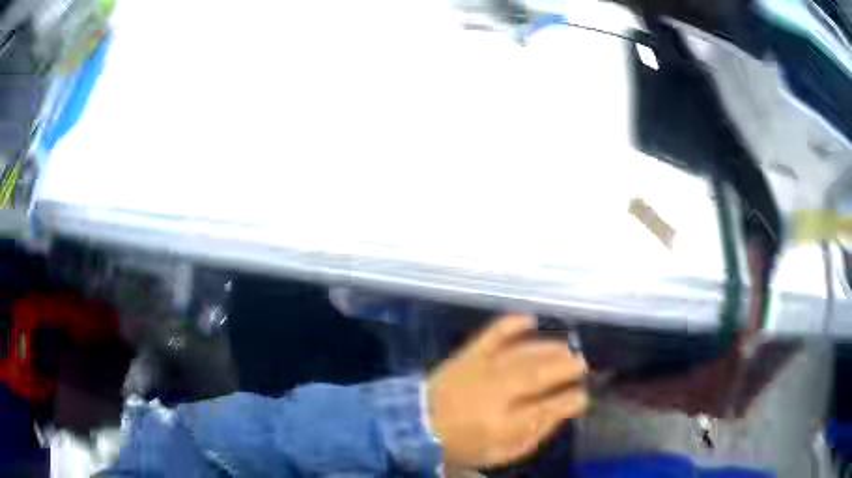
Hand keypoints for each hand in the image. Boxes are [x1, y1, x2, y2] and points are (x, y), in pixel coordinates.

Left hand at [427, 314, 588, 467]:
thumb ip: (535, 434)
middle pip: (538, 375)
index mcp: (503, 424)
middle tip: (582, 364)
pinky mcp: (467, 355)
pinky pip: (492, 334)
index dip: (571, 400)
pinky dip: (512, 324)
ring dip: (549, 349)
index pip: (547, 408)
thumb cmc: (465, 445)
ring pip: (522, 355)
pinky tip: (530, 319)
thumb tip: (562, 411)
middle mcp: (494, 394)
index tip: (581, 397)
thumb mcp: (503, 454)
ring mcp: (479, 370)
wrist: (416, 426)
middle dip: (566, 367)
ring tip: (566, 348)